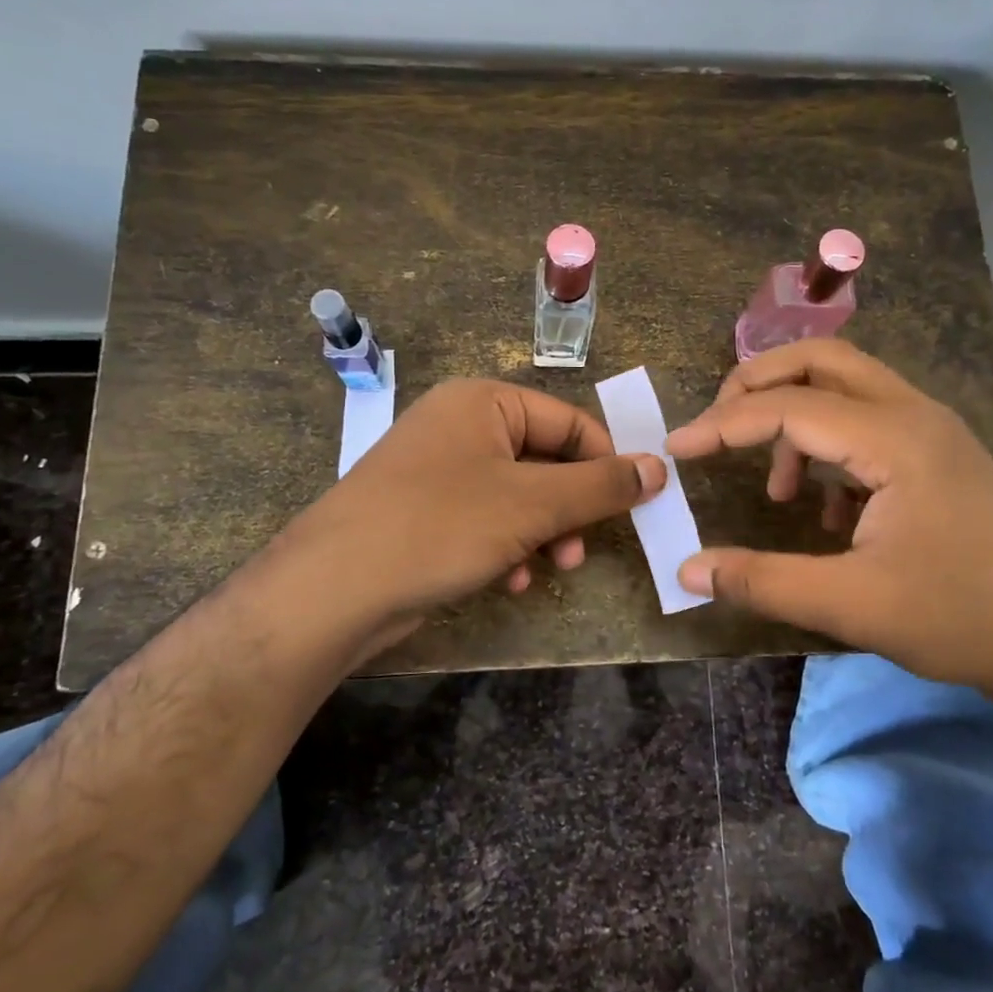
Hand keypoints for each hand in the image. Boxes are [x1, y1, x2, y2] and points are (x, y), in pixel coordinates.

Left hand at [272, 379, 665, 650]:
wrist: (333, 589)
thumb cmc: (441, 526)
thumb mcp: (533, 504)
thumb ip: (600, 485)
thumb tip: (659, 468)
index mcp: (483, 402)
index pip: (569, 422)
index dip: (606, 463)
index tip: (634, 506)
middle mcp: (460, 426)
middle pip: (544, 460)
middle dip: (570, 509)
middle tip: (582, 549)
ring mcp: (439, 470)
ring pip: (518, 496)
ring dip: (543, 533)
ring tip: (551, 568)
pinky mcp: (425, 512)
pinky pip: (486, 519)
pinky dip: (507, 546)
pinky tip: (510, 579)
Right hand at [665, 340, 992, 705]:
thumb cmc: (957, 618)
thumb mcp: (849, 604)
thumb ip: (761, 580)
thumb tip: (687, 570)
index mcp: (894, 440)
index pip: (789, 407)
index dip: (723, 424)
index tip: (677, 449)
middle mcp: (914, 415)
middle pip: (821, 360)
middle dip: (759, 383)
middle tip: (718, 425)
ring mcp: (932, 430)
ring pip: (847, 384)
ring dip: (795, 416)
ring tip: (779, 488)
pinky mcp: (938, 454)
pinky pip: (868, 420)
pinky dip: (829, 444)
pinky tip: (827, 509)